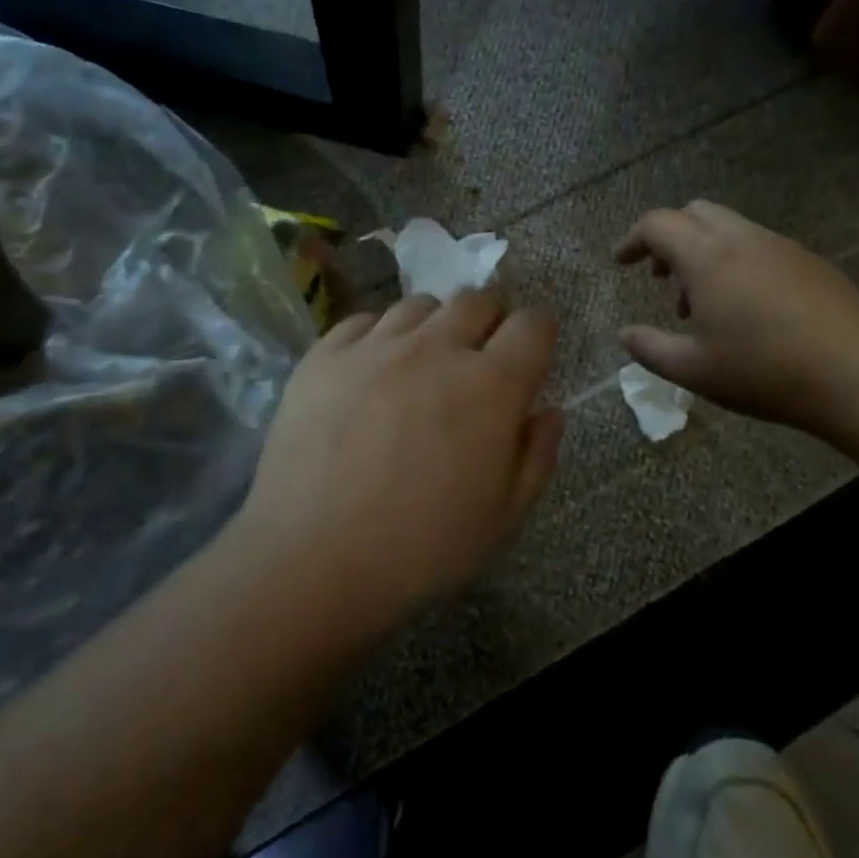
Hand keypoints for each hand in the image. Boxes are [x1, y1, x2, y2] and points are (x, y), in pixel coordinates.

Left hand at [231, 290, 564, 634]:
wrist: (311, 559)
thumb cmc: (421, 548)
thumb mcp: (503, 518)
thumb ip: (536, 455)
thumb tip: (547, 411)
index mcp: (491, 386)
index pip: (533, 324)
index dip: (538, 334)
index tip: (528, 356)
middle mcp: (436, 348)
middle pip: (477, 298)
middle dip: (489, 320)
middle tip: (477, 358)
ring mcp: (375, 346)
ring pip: (420, 304)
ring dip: (434, 326)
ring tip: (421, 364)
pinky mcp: (325, 354)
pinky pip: (364, 320)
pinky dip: (379, 336)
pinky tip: (371, 371)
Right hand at [614, 200, 858, 438]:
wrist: (856, 377)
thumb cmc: (763, 372)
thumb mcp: (692, 370)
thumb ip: (649, 348)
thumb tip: (624, 333)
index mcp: (707, 258)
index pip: (658, 224)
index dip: (633, 239)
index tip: (622, 263)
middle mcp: (742, 240)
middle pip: (694, 212)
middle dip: (669, 236)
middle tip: (661, 277)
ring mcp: (780, 246)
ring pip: (728, 228)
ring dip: (703, 251)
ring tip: (702, 302)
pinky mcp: (809, 261)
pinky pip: (759, 245)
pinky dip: (735, 260)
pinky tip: (746, 307)